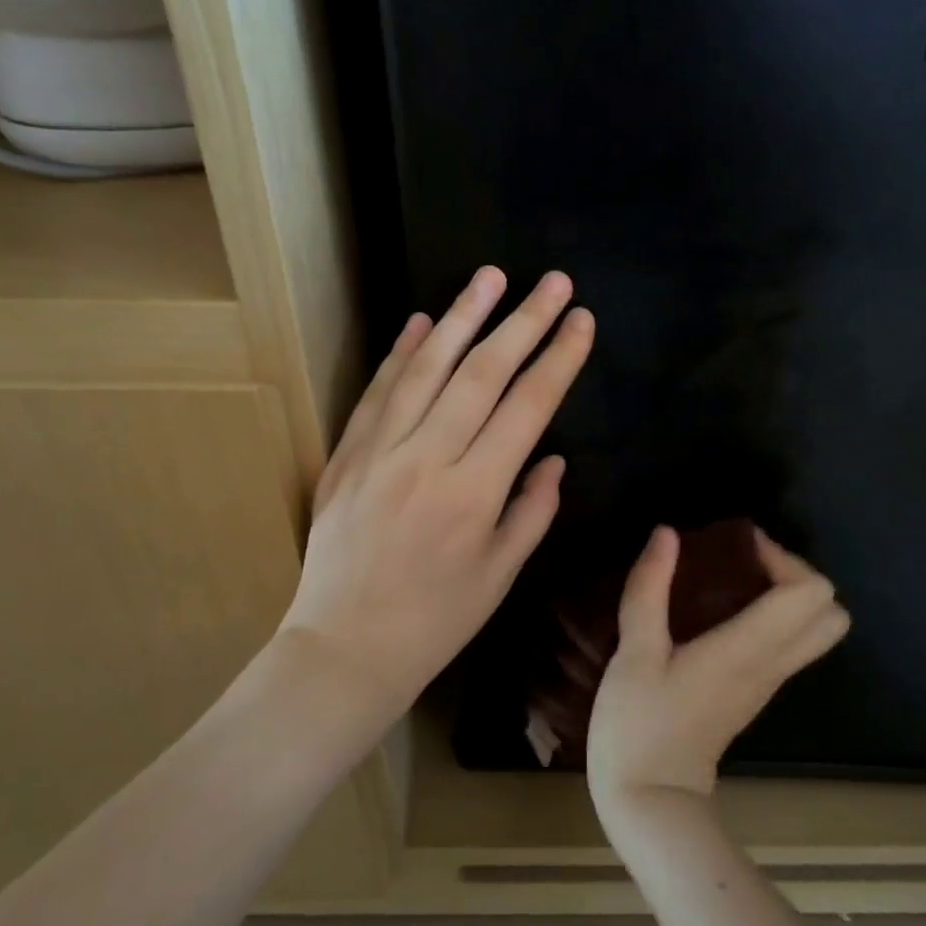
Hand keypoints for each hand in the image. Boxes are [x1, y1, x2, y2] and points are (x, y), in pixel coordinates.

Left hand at [278, 267, 593, 718]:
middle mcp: (428, 460)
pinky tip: (421, 322)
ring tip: (490, 277)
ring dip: (461, 318)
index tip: (581, 320)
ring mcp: (380, 453)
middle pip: (482, 374)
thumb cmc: (435, 621)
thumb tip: (552, 458)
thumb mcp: (499, 576)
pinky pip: (376, 394)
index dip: (558, 359)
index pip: (527, 408)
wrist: (344, 648)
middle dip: (523, 322)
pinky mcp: (346, 457)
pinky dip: (400, 355)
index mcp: (474, 494)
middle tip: (551, 281)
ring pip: (426, 370)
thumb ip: (531, 511)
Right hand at [587, 526, 849, 822]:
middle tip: (745, 563)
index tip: (738, 546)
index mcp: (748, 650)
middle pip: (830, 613)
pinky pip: (788, 646)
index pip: (809, 593)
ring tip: (733, 582)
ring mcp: (767, 683)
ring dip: (787, 596)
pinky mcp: (754, 694)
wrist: (651, 801)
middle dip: (795, 575)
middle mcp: (771, 665)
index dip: (782, 557)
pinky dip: (773, 618)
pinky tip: (721, 612)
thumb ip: (649, 589)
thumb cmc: (639, 726)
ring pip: (815, 632)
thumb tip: (667, 535)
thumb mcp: (634, 653)